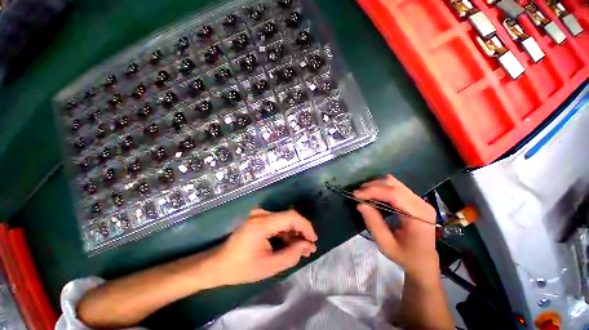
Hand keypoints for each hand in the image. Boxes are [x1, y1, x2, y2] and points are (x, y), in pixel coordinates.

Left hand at [207, 209, 317, 285]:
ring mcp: (258, 215)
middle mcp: (261, 214)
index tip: (313, 240)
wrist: (217, 265)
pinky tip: (290, 243)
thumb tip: (307, 245)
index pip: (291, 217)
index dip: (306, 226)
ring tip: (301, 248)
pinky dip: (285, 232)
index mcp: (262, 223)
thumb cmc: (241, 268)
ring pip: (284, 220)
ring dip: (294, 233)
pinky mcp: (258, 219)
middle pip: (289, 217)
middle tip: (309, 248)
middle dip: (301, 232)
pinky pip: (277, 222)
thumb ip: (291, 255)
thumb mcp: (269, 266)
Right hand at [354, 175, 438, 276]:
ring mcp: (419, 200)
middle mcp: (421, 203)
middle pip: (393, 185)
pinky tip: (374, 195)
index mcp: (418, 215)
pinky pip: (395, 187)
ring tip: (364, 194)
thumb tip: (360, 204)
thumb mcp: (386, 244)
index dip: (373, 191)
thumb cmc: (405, 256)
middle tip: (358, 194)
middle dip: (372, 186)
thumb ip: (373, 223)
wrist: (424, 261)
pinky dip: (381, 188)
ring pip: (394, 182)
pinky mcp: (414, 200)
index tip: (356, 195)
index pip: (394, 194)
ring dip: (376, 185)